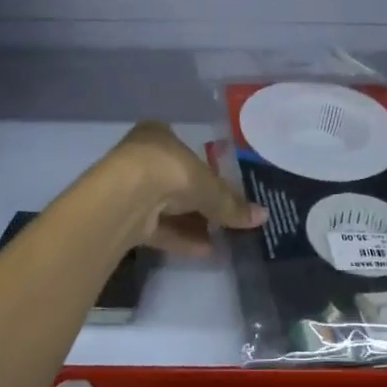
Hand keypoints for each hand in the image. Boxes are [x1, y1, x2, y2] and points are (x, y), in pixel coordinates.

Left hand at [109, 122, 266, 257]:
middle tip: (226, 217)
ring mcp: (130, 189)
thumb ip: (232, 203)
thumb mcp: (210, 186)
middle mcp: (141, 158)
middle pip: (178, 181)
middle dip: (201, 202)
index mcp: (158, 135)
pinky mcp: (124, 219)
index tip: (225, 189)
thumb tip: (263, 216)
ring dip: (193, 223)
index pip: (187, 151)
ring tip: (222, 240)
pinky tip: (206, 251)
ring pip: (167, 207)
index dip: (208, 171)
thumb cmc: (170, 172)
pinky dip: (181, 238)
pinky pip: (159, 228)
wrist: (124, 199)